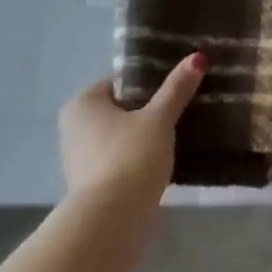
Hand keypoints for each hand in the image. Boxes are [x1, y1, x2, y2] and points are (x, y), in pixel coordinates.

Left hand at [59, 53, 206, 200]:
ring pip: (120, 134)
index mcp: (83, 103)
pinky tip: (161, 159)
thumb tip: (198, 57)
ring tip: (178, 133)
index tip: (177, 86)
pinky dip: (137, 156)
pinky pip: (119, 158)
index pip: (119, 81)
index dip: (149, 81)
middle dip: (148, 109)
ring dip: (143, 134)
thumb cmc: (132, 155)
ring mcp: (78, 156)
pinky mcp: (90, 182)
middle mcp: (73, 126)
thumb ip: (177, 89)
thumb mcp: (159, 118)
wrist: (113, 215)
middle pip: (119, 108)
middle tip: (182, 108)